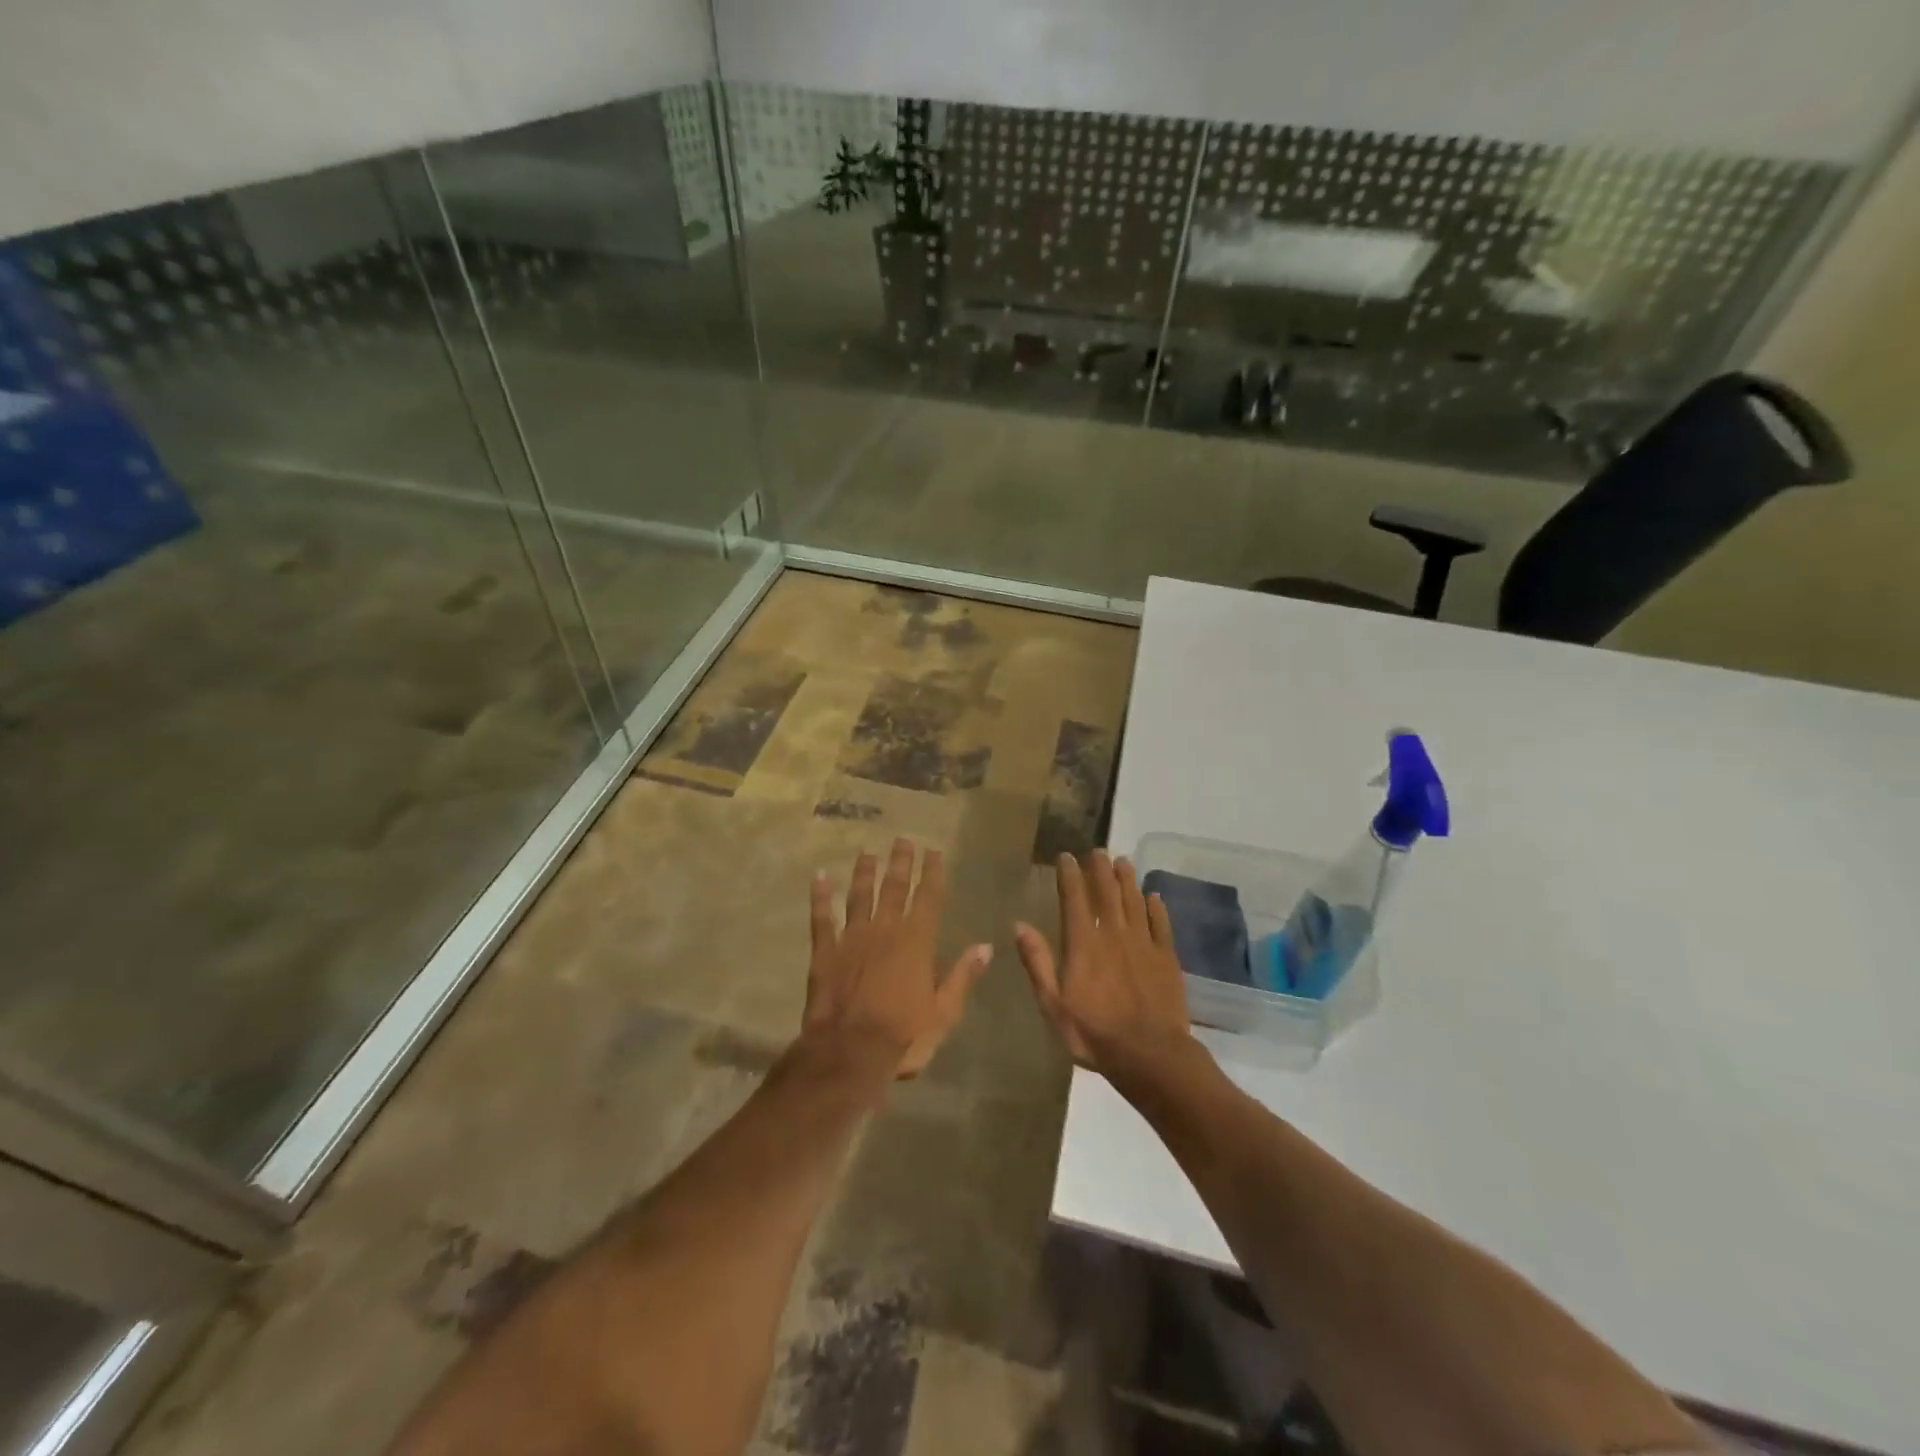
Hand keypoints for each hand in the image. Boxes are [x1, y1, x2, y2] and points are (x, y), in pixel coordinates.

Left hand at [804, 838, 992, 1077]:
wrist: (849, 1052)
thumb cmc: (903, 1035)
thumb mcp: (944, 1012)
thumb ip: (963, 976)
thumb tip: (986, 946)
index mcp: (916, 942)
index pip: (928, 898)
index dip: (932, 873)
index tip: (934, 851)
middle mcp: (884, 930)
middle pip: (894, 888)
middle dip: (900, 862)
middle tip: (903, 839)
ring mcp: (852, 938)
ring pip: (859, 896)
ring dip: (864, 873)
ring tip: (867, 853)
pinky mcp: (824, 952)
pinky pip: (822, 918)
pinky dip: (820, 897)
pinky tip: (819, 877)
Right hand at [1015, 850, 1194, 1073]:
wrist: (1151, 1054)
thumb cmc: (1094, 1032)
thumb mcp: (1053, 1004)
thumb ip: (1038, 962)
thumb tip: (1019, 925)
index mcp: (1083, 943)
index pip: (1074, 898)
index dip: (1069, 875)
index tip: (1066, 856)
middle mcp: (1113, 934)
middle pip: (1107, 893)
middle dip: (1100, 869)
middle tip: (1098, 850)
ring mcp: (1143, 944)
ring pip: (1134, 902)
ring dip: (1127, 880)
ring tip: (1123, 861)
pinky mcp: (1167, 958)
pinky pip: (1161, 925)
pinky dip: (1157, 908)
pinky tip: (1154, 897)